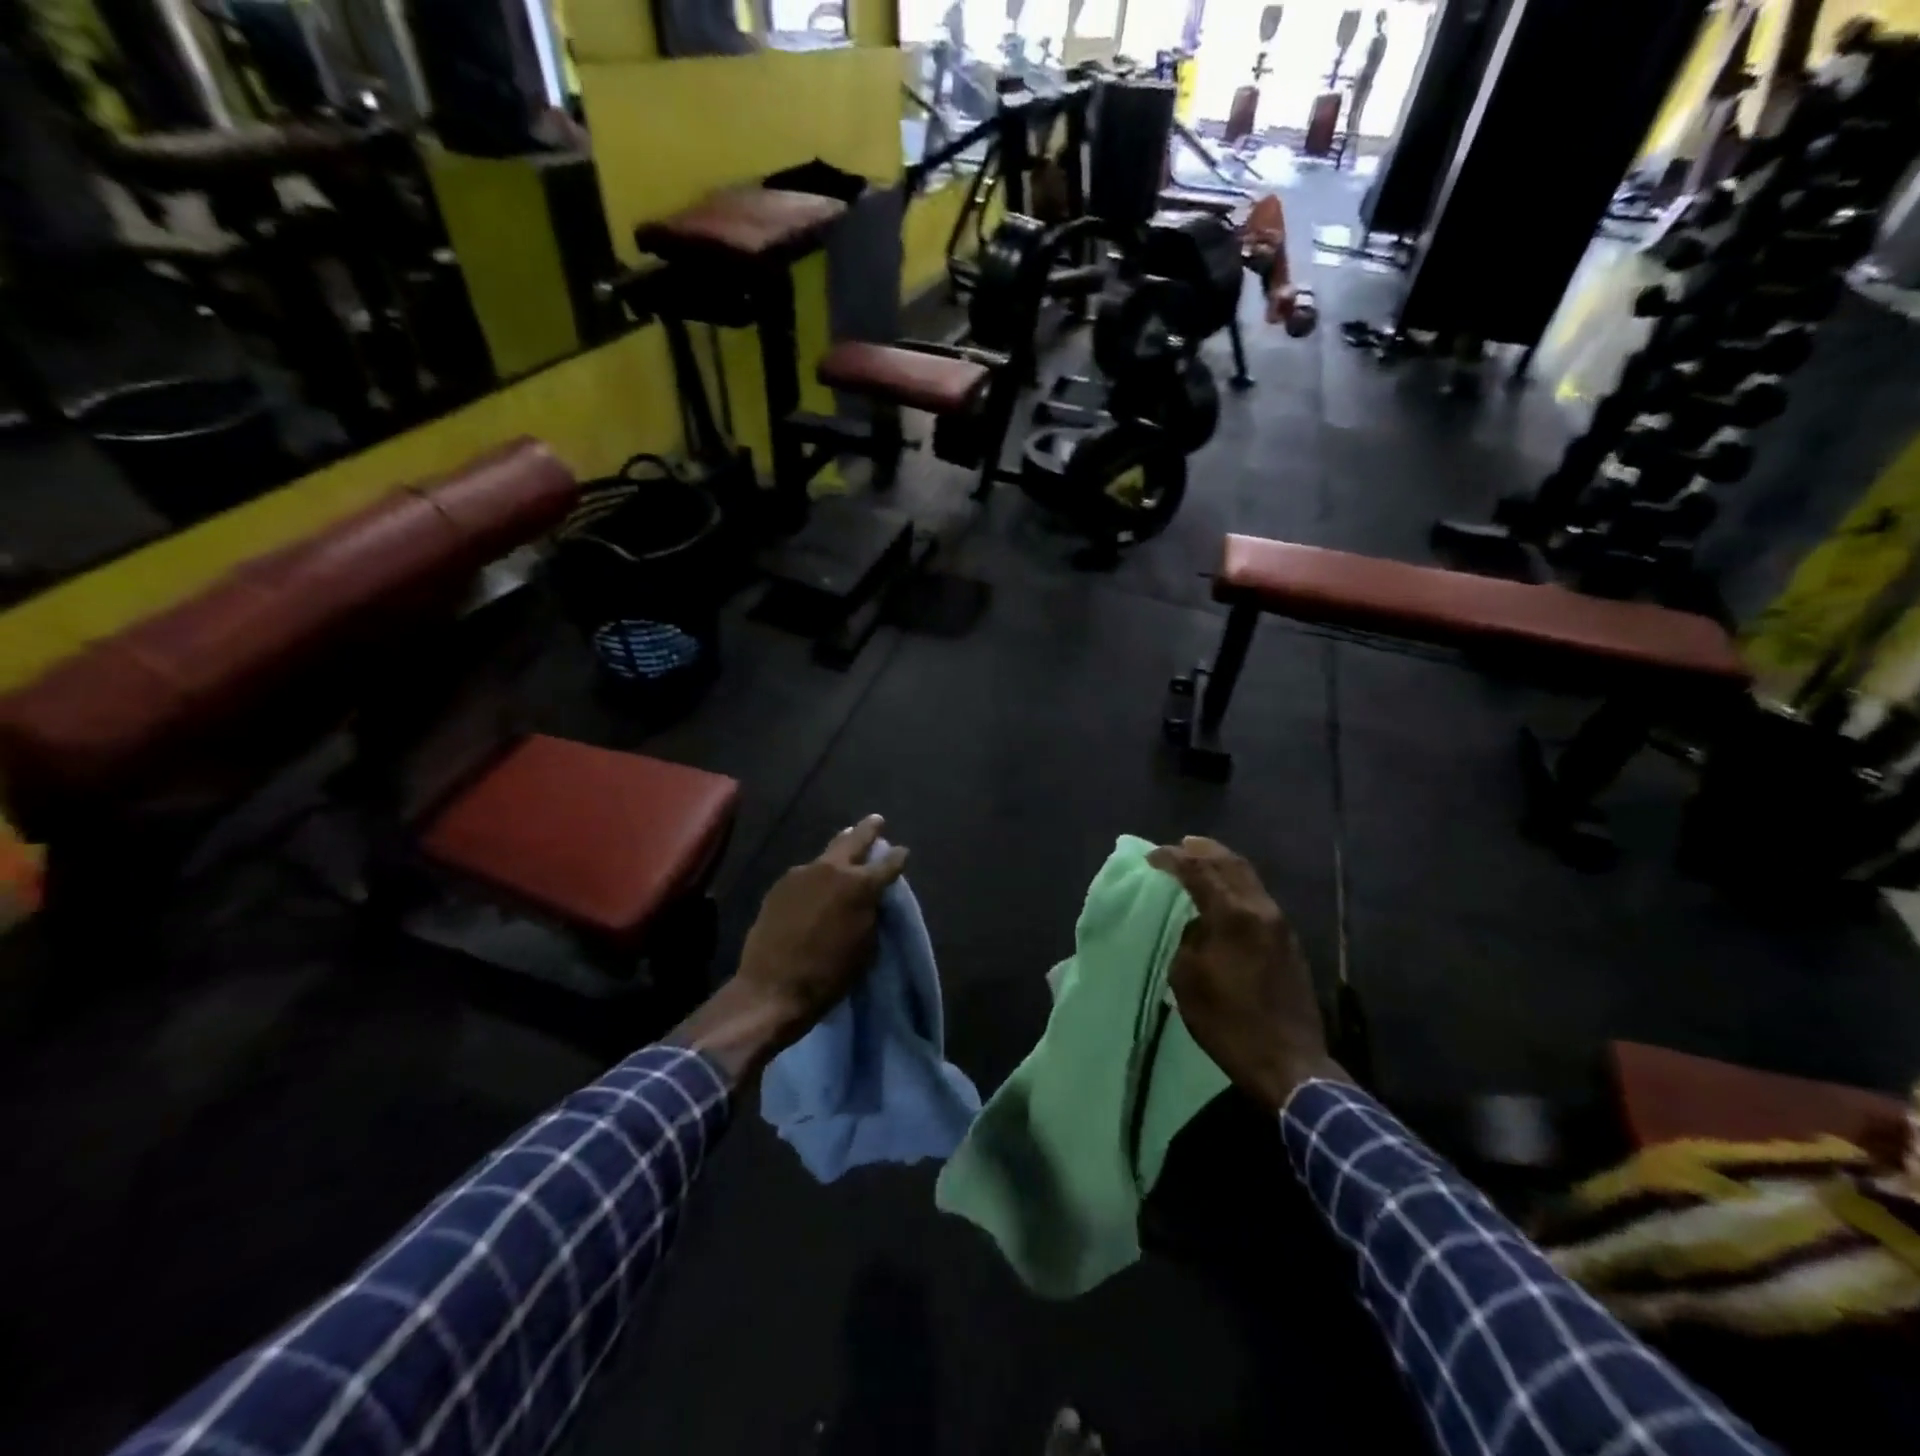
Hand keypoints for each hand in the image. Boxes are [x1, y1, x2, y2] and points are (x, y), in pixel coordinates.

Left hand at [671, 816, 907, 1082]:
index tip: (903, 852)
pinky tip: (817, 880)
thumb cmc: (830, 974)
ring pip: (827, 854)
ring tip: (847, 840)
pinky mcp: (780, 885)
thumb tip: (869, 899)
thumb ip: (870, 913)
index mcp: (860, 886)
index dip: (898, 857)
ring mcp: (802, 873)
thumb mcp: (866, 945)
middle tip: (876, 820)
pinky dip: (816, 874)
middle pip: (855, 840)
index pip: (888, 864)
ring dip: (839, 849)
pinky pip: (805, 873)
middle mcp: (832, 870)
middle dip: (868, 830)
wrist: (773, 988)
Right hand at [1148, 836, 1343, 1111]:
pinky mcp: (1289, 942)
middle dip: (1203, 850)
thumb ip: (1189, 940)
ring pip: (1249, 878)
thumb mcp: (1188, 980)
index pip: (1199, 870)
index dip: (1173, 859)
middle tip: (1179, 845)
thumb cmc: (1229, 1023)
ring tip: (1200, 861)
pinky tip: (1223, 894)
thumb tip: (1198, 925)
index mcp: (1233, 916)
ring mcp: (1280, 925)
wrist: (1289, 1062)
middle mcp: (1260, 910)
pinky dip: (1236, 885)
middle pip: (1231, 863)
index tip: (1151, 857)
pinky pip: (1258, 897)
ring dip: (1222, 865)